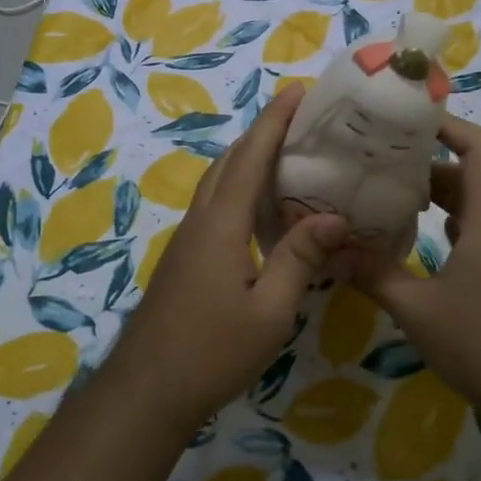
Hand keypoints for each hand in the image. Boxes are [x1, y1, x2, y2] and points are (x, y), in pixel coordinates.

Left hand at [112, 85, 347, 429]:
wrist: (147, 389)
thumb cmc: (212, 351)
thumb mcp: (270, 311)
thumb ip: (300, 259)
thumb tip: (334, 217)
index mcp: (221, 225)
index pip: (250, 159)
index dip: (273, 123)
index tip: (296, 91)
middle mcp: (200, 221)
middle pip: (228, 162)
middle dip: (260, 133)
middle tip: (299, 121)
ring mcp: (187, 240)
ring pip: (217, 182)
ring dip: (247, 159)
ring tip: (285, 155)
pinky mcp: (184, 259)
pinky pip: (214, 205)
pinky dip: (238, 188)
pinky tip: (260, 209)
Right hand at [355, 116, 480, 408]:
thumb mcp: (419, 310)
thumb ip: (375, 275)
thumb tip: (331, 250)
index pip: (480, 149)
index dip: (449, 126)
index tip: (409, 121)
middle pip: (471, 178)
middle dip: (427, 167)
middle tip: (380, 166)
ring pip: (475, 211)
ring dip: (438, 202)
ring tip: (390, 202)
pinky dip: (450, 233)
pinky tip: (418, 250)